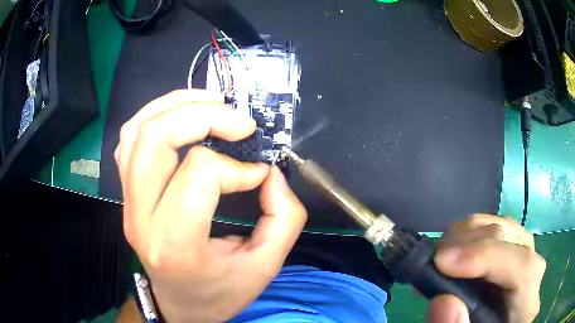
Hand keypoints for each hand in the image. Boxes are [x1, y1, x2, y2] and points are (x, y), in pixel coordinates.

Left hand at [115, 90, 306, 321]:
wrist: (178, 306)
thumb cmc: (218, 292)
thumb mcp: (265, 266)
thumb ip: (283, 217)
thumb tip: (270, 171)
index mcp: (175, 243)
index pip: (200, 173)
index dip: (236, 166)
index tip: (258, 174)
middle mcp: (140, 216)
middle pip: (155, 137)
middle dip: (201, 114)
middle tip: (238, 119)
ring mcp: (127, 201)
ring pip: (137, 130)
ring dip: (176, 105)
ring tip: (212, 104)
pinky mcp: (126, 193)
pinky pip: (129, 139)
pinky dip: (156, 116)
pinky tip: (182, 117)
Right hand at [428, 214, 545, 322]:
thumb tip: (443, 301)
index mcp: (525, 307)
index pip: (522, 269)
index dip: (486, 258)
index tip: (442, 261)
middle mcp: (533, 276)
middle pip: (514, 240)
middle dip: (472, 241)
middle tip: (435, 258)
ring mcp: (526, 259)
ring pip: (506, 228)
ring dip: (470, 233)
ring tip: (442, 252)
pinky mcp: (514, 253)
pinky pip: (498, 231)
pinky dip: (473, 233)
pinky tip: (455, 249)